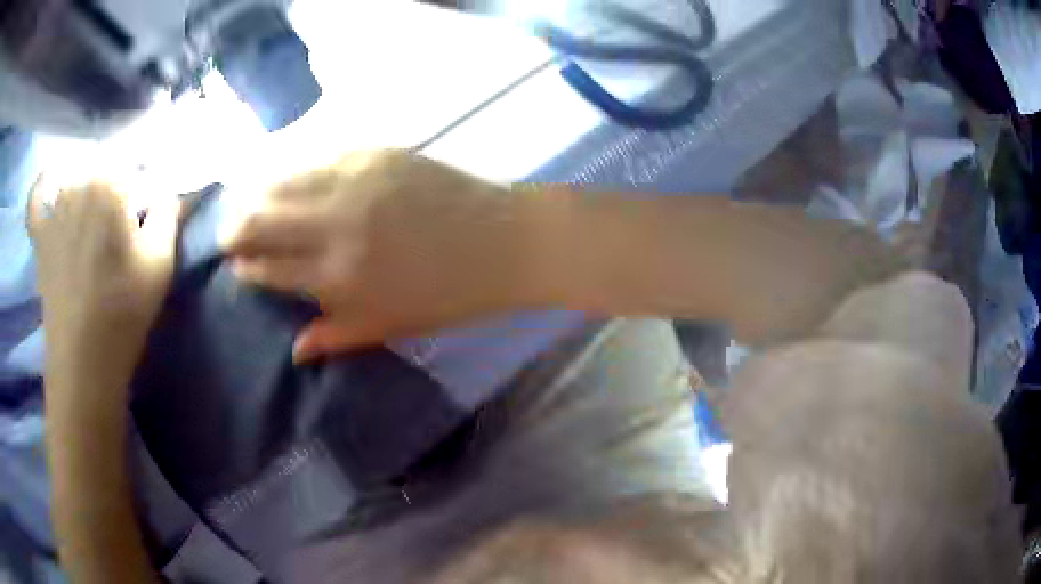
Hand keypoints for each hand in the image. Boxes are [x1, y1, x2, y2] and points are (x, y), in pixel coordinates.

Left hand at [29, 177, 180, 389]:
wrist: (83, 360)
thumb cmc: (123, 310)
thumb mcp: (161, 261)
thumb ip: (168, 210)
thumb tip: (166, 189)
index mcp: (111, 182)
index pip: (138, 168)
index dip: (147, 192)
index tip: (149, 219)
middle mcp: (79, 182)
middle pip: (106, 170)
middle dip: (118, 191)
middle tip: (122, 231)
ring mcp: (54, 207)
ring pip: (76, 180)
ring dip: (87, 192)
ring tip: (94, 228)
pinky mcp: (39, 234)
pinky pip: (36, 199)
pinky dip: (41, 188)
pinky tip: (48, 186)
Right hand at [221, 150, 534, 361]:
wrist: (501, 242)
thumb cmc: (447, 295)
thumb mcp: (390, 326)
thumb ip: (336, 335)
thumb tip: (293, 352)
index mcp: (337, 277)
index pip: (270, 268)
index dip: (247, 266)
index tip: (236, 265)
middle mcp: (334, 225)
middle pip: (263, 220)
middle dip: (236, 227)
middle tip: (228, 232)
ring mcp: (353, 182)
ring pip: (283, 182)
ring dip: (256, 193)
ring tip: (245, 201)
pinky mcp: (374, 154)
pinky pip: (318, 157)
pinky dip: (295, 169)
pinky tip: (286, 173)